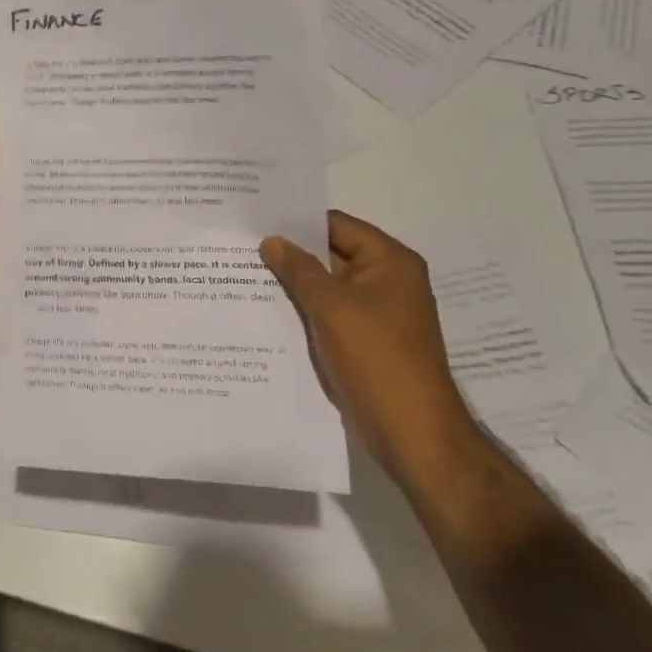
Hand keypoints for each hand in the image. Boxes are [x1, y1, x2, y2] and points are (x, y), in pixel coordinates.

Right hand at [260, 211, 480, 480]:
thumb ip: (298, 269)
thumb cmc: (376, 358)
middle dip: (290, 253)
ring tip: (243, 274)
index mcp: (390, 261)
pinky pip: (329, 313)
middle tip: (240, 246)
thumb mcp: (332, 307)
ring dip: (293, 284)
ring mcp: (376, 312)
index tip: (255, 219)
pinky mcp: (364, 340)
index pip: (336, 225)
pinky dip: (303, 310)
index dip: (296, 221)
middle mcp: (386, 280)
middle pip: (330, 254)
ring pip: (326, 286)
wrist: (411, 431)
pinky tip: (265, 310)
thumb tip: (271, 241)